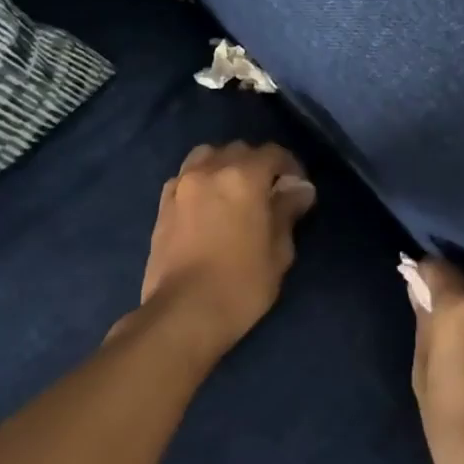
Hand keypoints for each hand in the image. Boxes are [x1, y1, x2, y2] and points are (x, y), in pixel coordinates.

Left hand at [136, 142, 316, 361]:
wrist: (182, 313)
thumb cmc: (241, 284)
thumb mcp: (278, 251)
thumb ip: (288, 211)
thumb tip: (300, 188)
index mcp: (243, 177)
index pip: (272, 153)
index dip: (290, 166)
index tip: (297, 188)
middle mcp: (210, 170)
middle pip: (238, 150)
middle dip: (257, 165)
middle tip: (268, 193)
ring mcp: (181, 185)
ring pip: (207, 156)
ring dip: (224, 166)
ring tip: (233, 193)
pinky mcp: (162, 204)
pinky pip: (185, 177)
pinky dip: (200, 180)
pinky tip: (207, 205)